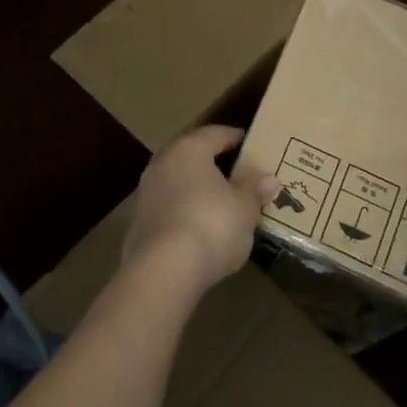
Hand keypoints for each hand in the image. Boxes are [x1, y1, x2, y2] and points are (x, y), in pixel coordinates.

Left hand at [123, 126, 279, 296]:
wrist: (163, 272)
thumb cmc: (211, 225)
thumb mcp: (244, 208)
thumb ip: (254, 189)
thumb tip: (268, 178)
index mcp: (189, 150)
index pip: (214, 134)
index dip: (232, 137)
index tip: (247, 141)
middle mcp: (163, 164)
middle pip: (191, 156)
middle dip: (212, 163)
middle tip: (234, 170)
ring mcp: (146, 195)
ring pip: (177, 183)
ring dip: (196, 189)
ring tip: (219, 200)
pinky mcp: (139, 226)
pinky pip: (169, 209)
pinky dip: (185, 212)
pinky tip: (199, 227)